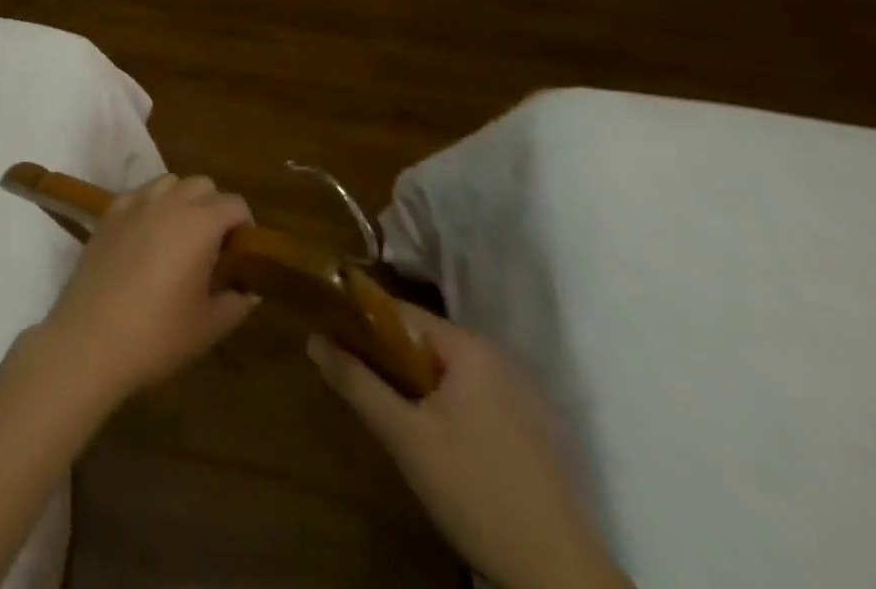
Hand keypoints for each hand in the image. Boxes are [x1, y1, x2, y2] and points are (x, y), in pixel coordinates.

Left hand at [35, 174, 258, 402]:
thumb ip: (236, 302)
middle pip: (202, 185)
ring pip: (169, 183)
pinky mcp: (109, 212)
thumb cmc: (157, 334)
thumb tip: (249, 290)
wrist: (91, 338)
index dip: (245, 225)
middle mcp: (168, 202)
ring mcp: (134, 202)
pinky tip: (146, 237)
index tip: (243, 254)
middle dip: (215, 208)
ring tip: (180, 238)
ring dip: (183, 201)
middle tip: (214, 247)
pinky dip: (151, 206)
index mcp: (199, 223)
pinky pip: (139, 194)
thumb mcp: (208, 326)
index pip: (234, 204)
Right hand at [310, 304, 628, 588]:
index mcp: (471, 348)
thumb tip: (313, 339)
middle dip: (389, 360)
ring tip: (390, 415)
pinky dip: (446, 407)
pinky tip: (434, 443)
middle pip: (425, 342)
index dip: (362, 322)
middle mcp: (499, 359)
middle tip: (358, 385)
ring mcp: (522, 396)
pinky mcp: (533, 431)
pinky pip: (474, 399)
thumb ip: (357, 382)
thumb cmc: (476, 492)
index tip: (332, 337)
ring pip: (449, 373)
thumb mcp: (405, 437)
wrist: (562, 580)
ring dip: (416, 386)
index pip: (401, 313)